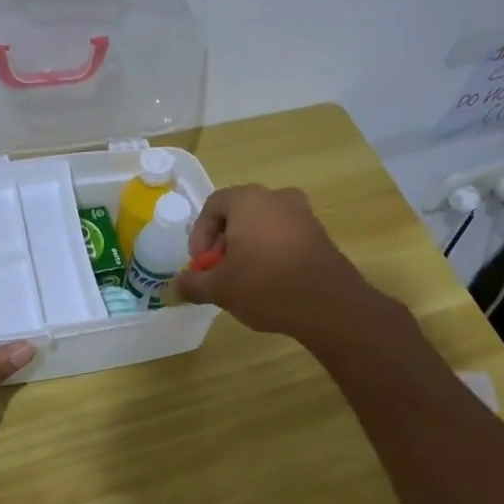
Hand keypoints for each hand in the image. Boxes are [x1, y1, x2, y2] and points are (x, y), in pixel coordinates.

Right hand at [171, 184, 379, 340]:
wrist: (329, 305)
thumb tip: (175, 287)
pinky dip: (271, 252)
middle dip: (223, 242)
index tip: (201, 263)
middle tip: (219, 271)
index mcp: (248, 200)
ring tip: (243, 279)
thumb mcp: (220, 289)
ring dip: (247, 247)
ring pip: (262, 224)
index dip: (200, 234)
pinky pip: (284, 235)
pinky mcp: (319, 234)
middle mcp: (276, 197)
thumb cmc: (266, 286)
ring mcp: (302, 214)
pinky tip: (269, 282)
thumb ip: (193, 284)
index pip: (213, 205)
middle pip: (238, 213)